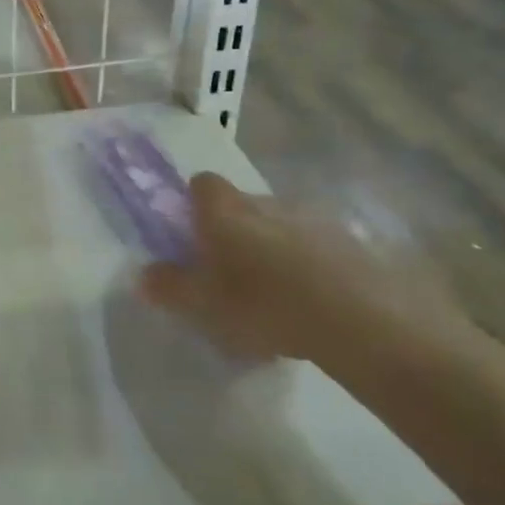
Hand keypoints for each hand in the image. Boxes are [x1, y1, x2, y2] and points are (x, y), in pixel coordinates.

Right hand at [137, 173, 465, 368]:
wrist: (361, 321)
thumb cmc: (263, 304)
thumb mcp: (203, 303)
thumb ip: (169, 286)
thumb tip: (142, 275)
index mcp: (225, 211)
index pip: (202, 184)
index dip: (194, 203)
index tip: (193, 233)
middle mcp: (267, 203)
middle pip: (242, 204)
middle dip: (234, 230)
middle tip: (229, 271)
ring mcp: (313, 220)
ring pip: (281, 225)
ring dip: (274, 248)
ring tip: (274, 294)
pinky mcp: (353, 244)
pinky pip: (318, 247)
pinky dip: (310, 266)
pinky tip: (313, 305)